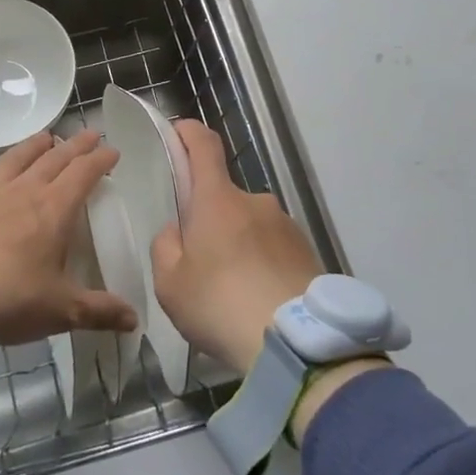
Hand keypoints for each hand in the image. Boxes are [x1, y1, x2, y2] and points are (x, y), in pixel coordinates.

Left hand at [0, 130, 139, 346]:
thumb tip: (135, 320)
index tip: (113, 151)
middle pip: (55, 158)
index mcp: (54, 209)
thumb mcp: (60, 310)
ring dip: (36, 145)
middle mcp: (25, 191)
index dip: (100, 160)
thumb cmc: (9, 298)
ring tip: (47, 138)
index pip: (83, 173)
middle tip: (91, 134)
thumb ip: (99, 311)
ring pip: (18, 158)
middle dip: (76, 145)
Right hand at [149, 120, 323, 372]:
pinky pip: (275, 249)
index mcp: (217, 200)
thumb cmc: (220, 305)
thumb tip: (178, 230)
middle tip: (201, 266)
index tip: (179, 131)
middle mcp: (255, 201)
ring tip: (234, 294)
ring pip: (251, 226)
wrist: (296, 343)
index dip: (189, 133)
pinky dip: (263, 265)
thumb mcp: (170, 283)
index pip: (204, 146)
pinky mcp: (309, 252)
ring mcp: (287, 225)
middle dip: (211, 221)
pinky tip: (259, 302)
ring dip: (240, 246)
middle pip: (225, 198)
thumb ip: (166, 247)